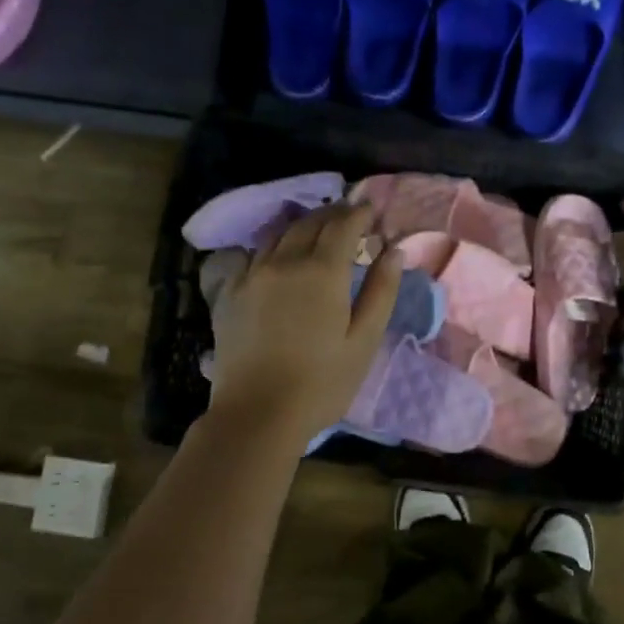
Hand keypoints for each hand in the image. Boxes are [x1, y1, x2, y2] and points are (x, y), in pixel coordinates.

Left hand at [205, 201, 401, 445]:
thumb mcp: (364, 340)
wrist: (257, 413)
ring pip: (279, 235)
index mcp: (322, 271)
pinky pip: (253, 255)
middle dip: (333, 215)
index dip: (359, 213)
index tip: (371, 210)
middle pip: (309, 223)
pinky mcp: (229, 292)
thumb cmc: (322, 382)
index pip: (343, 225)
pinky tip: (278, 258)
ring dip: (302, 226)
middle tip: (349, 217)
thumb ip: (381, 291)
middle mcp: (284, 261)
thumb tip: (394, 251)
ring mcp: (252, 275)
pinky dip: (273, 247)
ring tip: (317, 231)